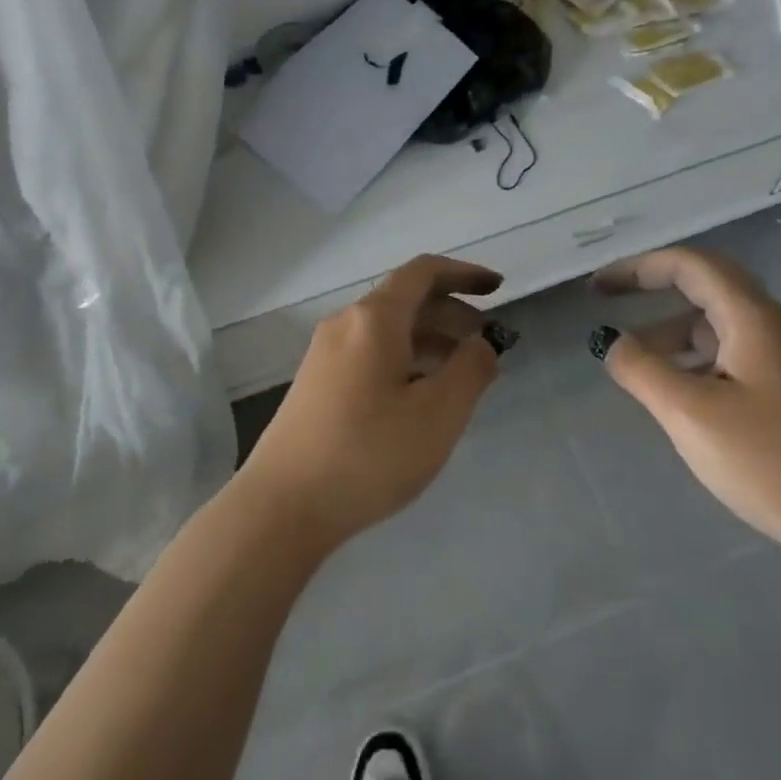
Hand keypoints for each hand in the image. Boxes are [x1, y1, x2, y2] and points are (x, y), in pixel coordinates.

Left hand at [236, 255, 504, 549]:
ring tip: (464, 373)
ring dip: (431, 340)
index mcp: (374, 318)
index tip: (498, 288)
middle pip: (407, 300)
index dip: (464, 274)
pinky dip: (406, 359)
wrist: (282, 506)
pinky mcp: (318, 382)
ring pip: (390, 330)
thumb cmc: (369, 454)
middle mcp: (346, 323)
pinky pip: (372, 352)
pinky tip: (422, 396)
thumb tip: (483, 341)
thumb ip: (471, 369)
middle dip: (453, 314)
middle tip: (488, 343)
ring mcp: (327, 353)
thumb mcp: (437, 414)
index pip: (424, 272)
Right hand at [595, 246, 780, 578]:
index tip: (598, 287)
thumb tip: (611, 342)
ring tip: (634, 365)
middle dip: (651, 290)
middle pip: (704, 287)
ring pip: (716, 325)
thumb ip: (642, 370)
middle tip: (607, 304)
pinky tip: (677, 394)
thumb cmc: (774, 463)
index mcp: (752, 318)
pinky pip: (731, 355)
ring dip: (671, 333)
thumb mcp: (692, 415)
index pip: (689, 265)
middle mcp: (772, 325)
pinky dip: (694, 360)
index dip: (638, 267)